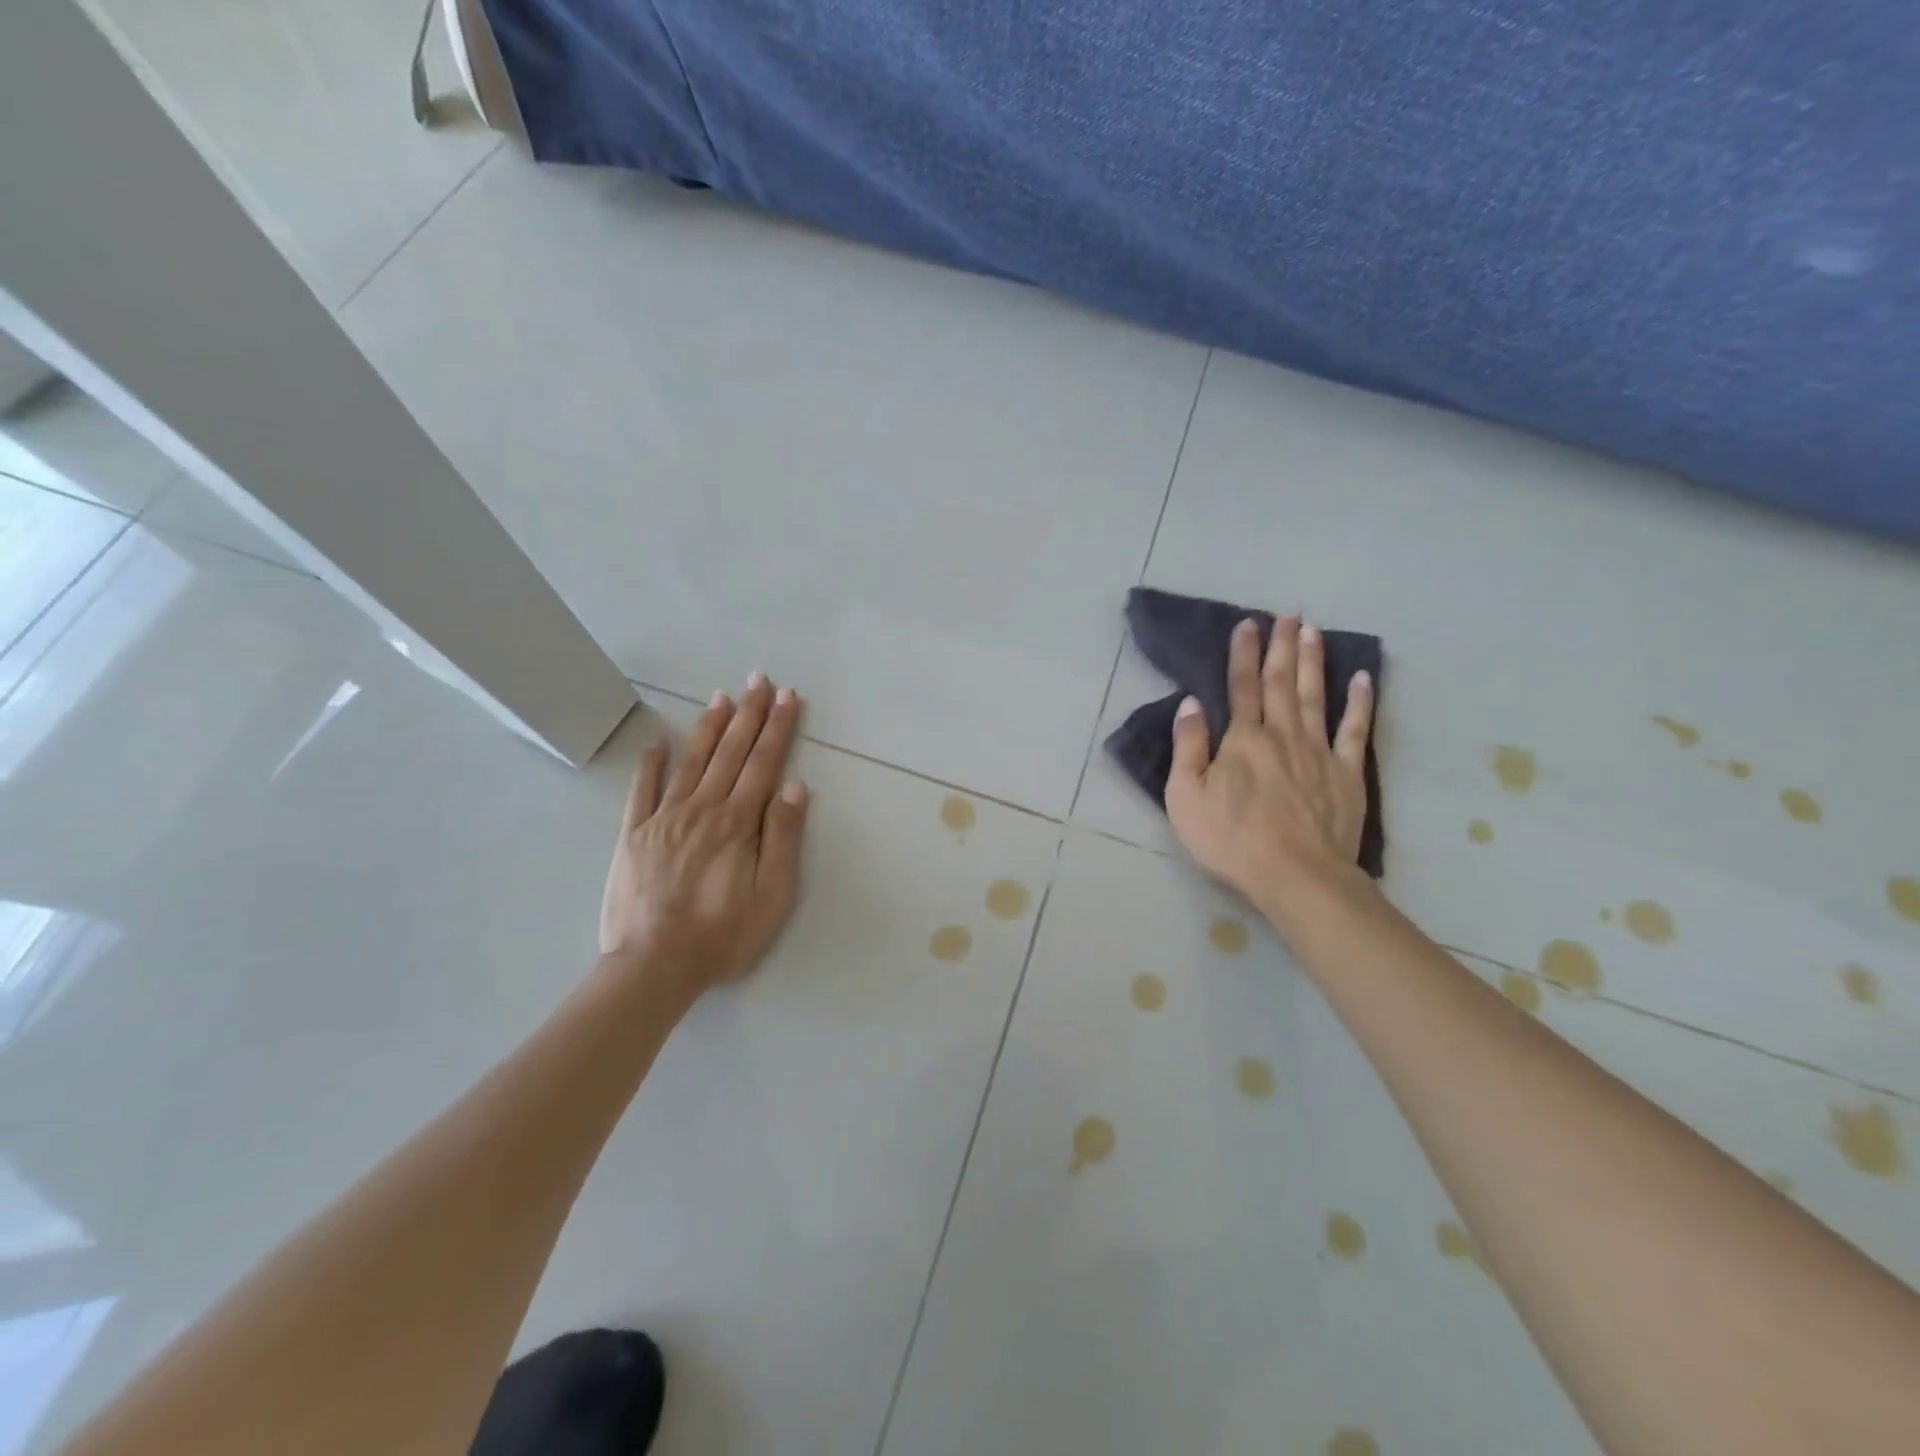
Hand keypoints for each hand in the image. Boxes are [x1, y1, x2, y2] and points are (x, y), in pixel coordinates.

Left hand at [599, 675, 810, 995]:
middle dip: (748, 714)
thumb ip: (782, 839)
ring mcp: (663, 818)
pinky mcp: (633, 835)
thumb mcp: (772, 896)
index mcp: (737, 823)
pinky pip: (642, 790)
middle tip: (759, 681)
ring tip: (721, 697)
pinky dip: (651, 763)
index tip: (787, 698)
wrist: (652, 967)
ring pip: (690, 761)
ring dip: (709, 727)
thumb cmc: (722, 936)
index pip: (763, 764)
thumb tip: (794, 787)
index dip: (777, 728)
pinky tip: (658, 742)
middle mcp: (701, 809)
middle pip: (730, 752)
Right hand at [1165, 616, 1373, 917]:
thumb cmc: (1232, 840)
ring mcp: (1319, 751)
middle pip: (1281, 682)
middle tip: (1288, 614)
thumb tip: (1192, 703)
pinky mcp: (1346, 773)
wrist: (1297, 876)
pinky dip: (1360, 701)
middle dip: (1281, 646)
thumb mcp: (1186, 798)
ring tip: (1313, 631)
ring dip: (1313, 661)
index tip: (1247, 623)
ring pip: (1316, 695)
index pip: (1241, 686)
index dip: (1242, 653)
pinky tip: (1362, 677)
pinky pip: (1355, 729)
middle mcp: (1282, 734)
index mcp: (1243, 739)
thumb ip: (1189, 747)